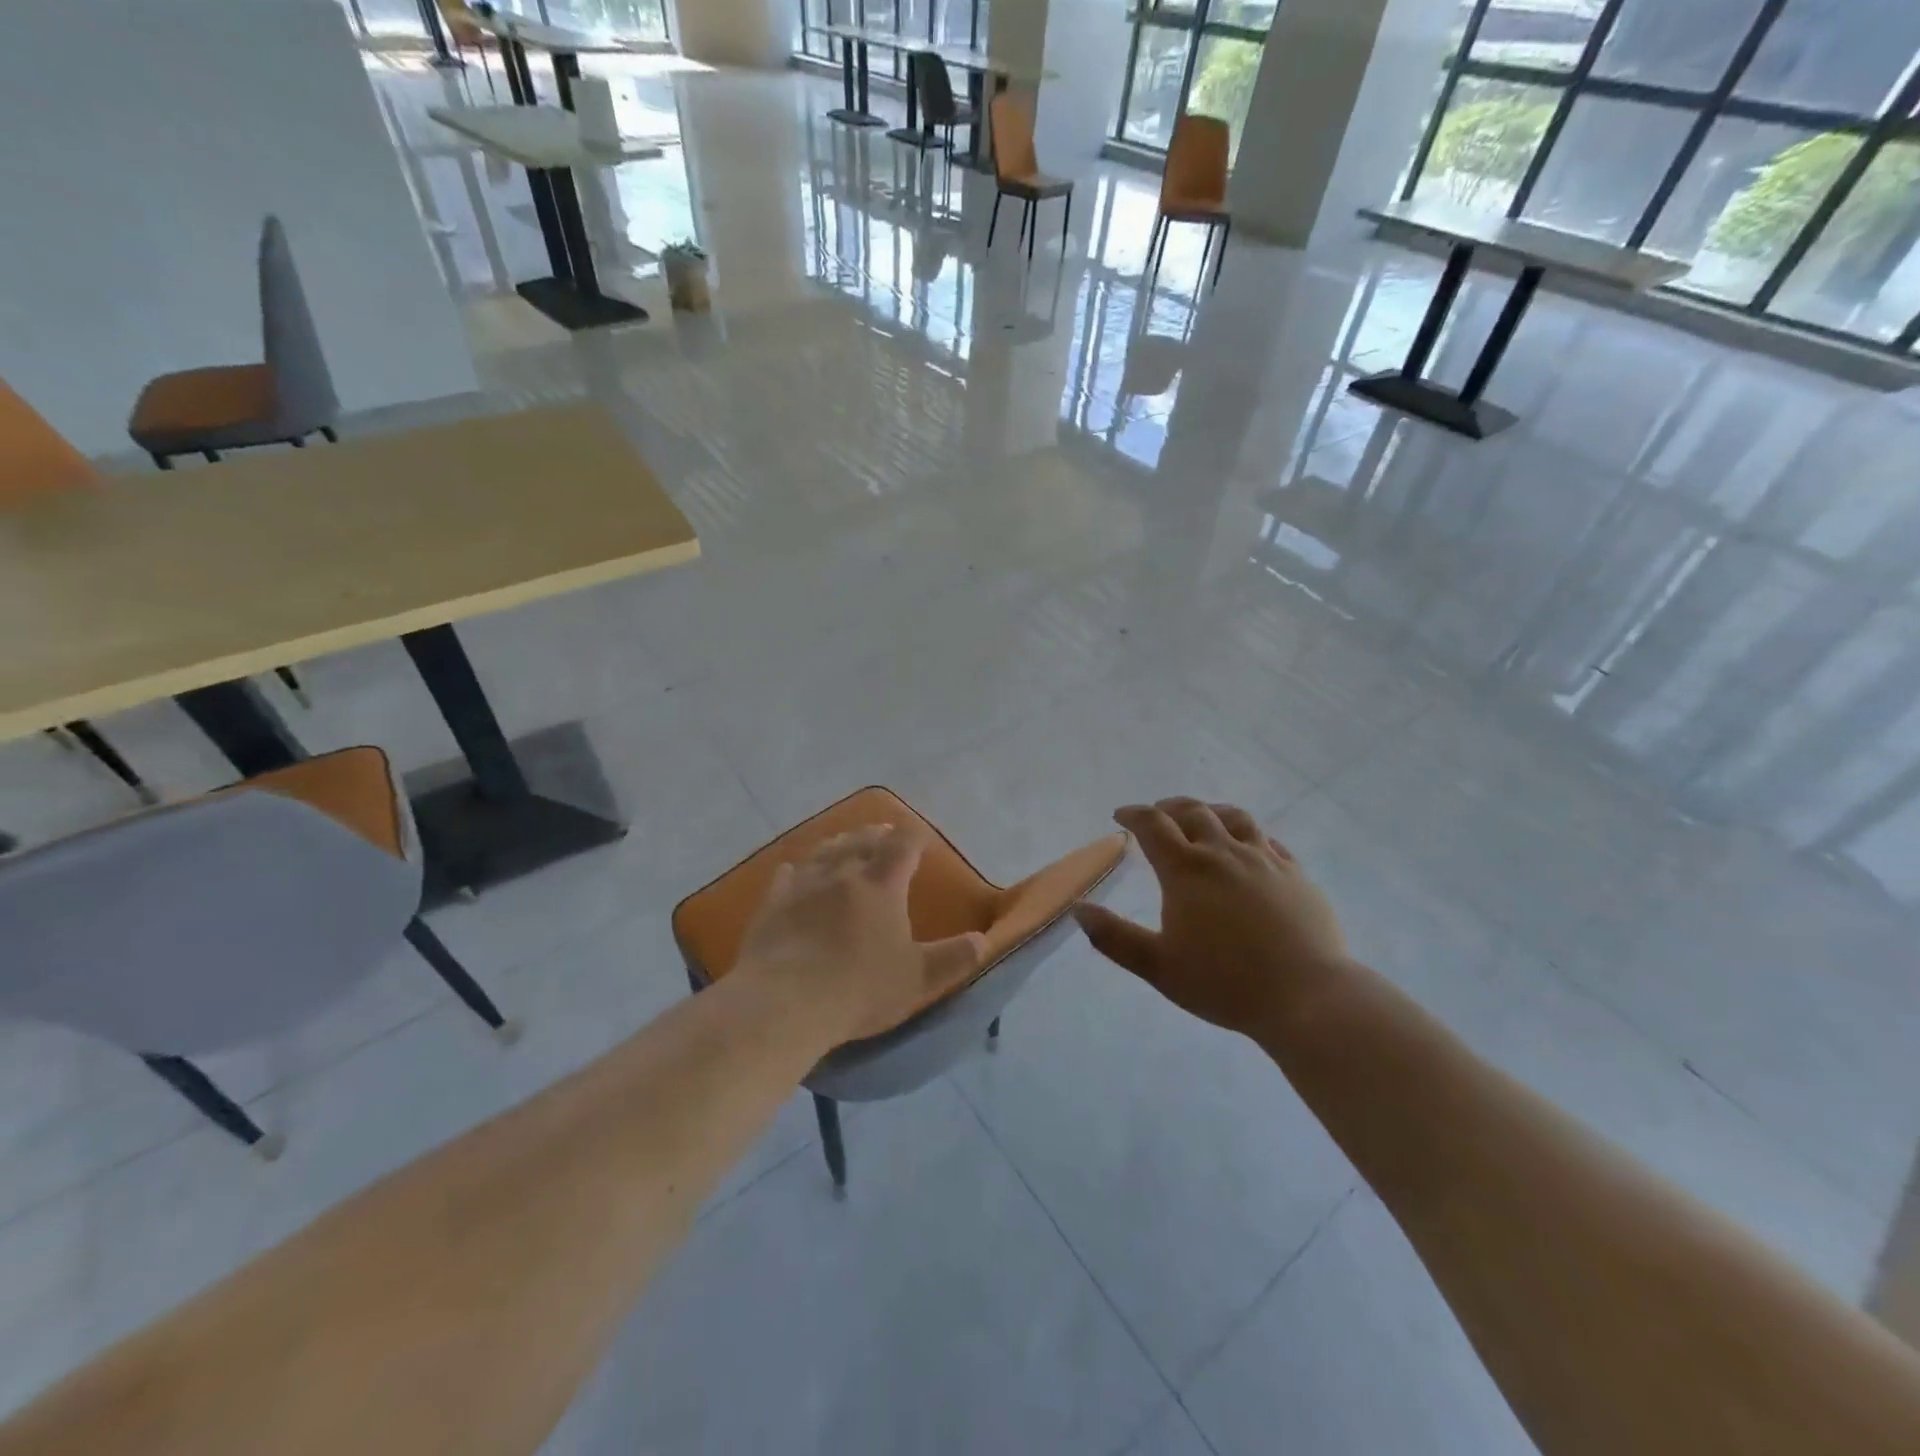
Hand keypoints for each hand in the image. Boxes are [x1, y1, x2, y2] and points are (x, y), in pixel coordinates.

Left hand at [732, 823, 987, 1046]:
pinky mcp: (773, 902)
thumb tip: (983, 941)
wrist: (784, 1002)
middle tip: (885, 833)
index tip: (921, 839)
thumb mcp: (917, 979)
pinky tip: (794, 871)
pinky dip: (797, 869)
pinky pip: (787, 875)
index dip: (914, 837)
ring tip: (845, 842)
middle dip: (877, 834)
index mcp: (882, 884)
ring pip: (825, 851)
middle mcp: (843, 872)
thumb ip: (952, 958)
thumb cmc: (859, 988)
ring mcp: (804, 884)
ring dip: (840, 843)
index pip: (903, 845)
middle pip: (862, 840)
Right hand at [1074, 798, 1347, 1036]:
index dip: (1134, 815)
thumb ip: (1114, 937)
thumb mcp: (1158, 966)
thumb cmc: (1224, 983)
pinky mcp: (1295, 874)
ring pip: (1234, 818)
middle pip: (1193, 812)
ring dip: (1210, 811)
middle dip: (1169, 808)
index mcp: (1187, 871)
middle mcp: (1224, 853)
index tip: (1121, 815)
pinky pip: (1268, 839)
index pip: (1153, 825)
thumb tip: (1079, 909)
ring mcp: (1264, 860)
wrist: (1307, 997)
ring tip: (1201, 818)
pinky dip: (1247, 833)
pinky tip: (1247, 846)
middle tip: (1157, 814)